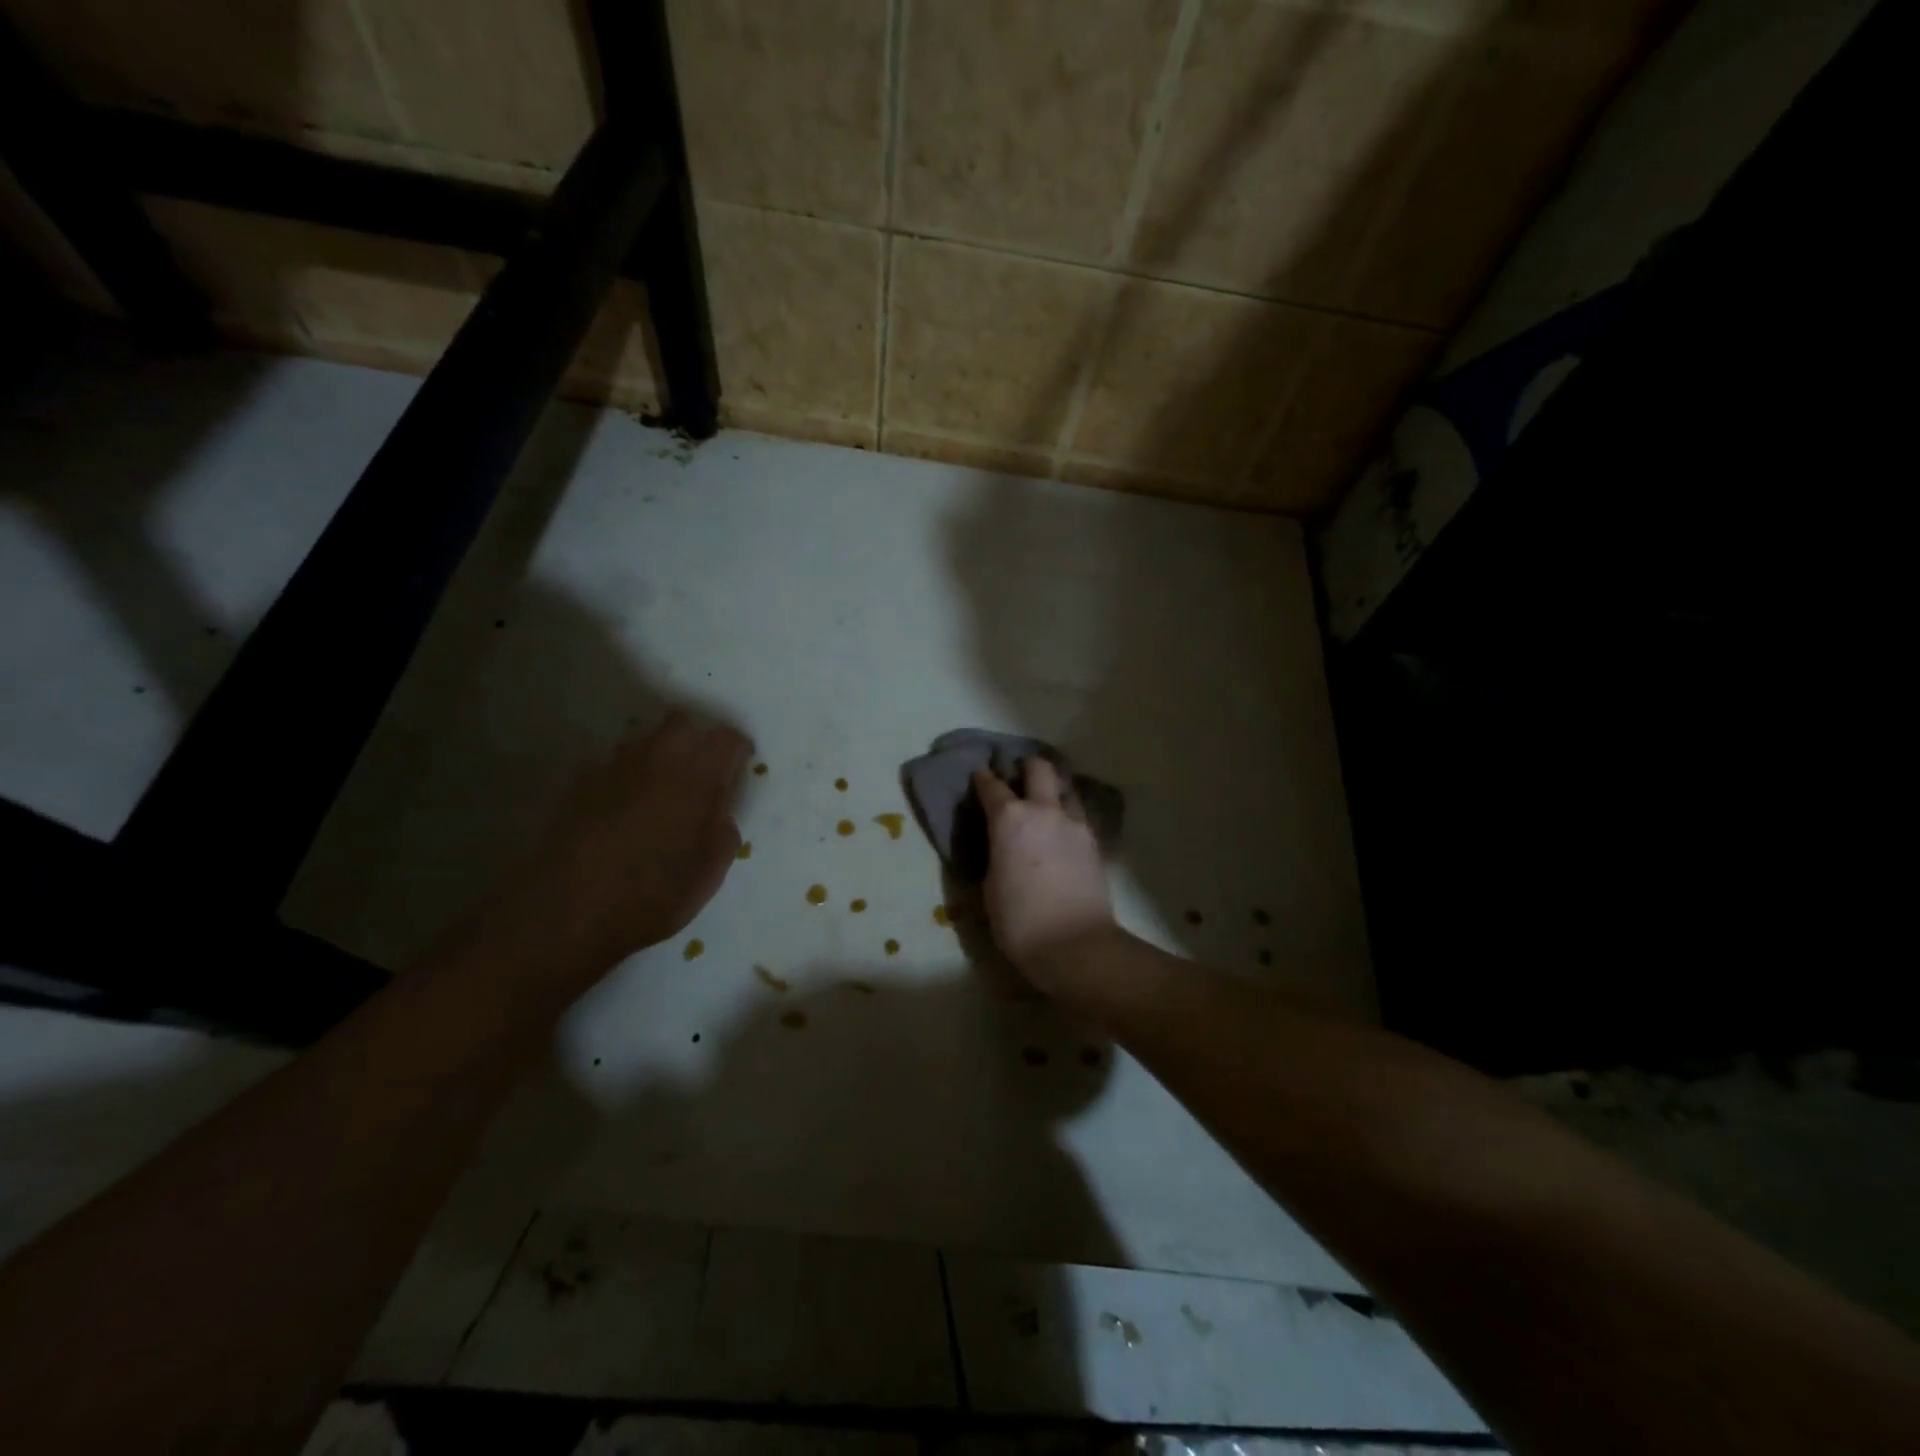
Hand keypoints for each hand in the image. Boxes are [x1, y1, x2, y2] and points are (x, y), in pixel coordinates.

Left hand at [480, 711, 749, 981]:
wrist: (571, 910)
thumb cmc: (655, 892)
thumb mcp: (710, 871)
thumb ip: (724, 831)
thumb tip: (719, 813)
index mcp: (698, 776)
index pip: (727, 739)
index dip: (738, 749)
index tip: (741, 765)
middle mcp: (657, 760)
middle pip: (682, 724)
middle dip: (697, 738)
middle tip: (703, 769)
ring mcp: (614, 769)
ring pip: (644, 741)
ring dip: (659, 755)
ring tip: (663, 787)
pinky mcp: (580, 786)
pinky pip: (611, 767)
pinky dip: (625, 778)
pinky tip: (625, 806)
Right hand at [972, 758, 1115, 991]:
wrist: (1075, 946)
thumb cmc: (1019, 921)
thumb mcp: (990, 889)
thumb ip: (993, 857)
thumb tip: (998, 849)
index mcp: (1010, 819)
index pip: (992, 786)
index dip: (983, 779)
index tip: (979, 777)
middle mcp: (1044, 810)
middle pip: (1039, 769)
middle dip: (1026, 768)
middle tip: (1018, 778)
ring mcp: (1075, 824)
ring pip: (1066, 789)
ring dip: (1053, 790)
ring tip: (1044, 805)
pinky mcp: (1095, 843)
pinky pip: (1079, 816)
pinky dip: (1068, 816)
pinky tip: (1062, 832)